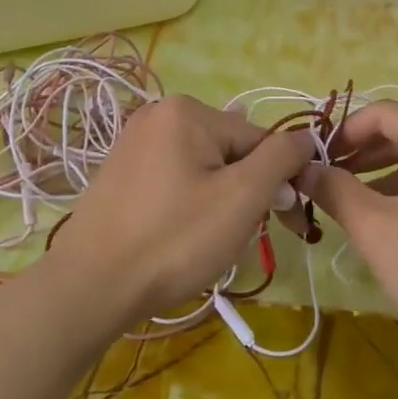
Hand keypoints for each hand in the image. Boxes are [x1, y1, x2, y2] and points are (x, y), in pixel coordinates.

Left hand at [44, 96, 313, 324]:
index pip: (259, 140)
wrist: (90, 287)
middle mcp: (158, 114)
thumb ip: (282, 158)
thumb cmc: (175, 239)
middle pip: (231, 152)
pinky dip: (189, 205)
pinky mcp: (121, 173)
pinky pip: (175, 180)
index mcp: (187, 111)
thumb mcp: (243, 196)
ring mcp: (134, 143)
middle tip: (236, 236)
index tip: (287, 222)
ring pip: (205, 169)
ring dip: (220, 201)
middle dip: (245, 192)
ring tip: (206, 241)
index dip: (278, 181)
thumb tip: (307, 138)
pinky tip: (180, 235)